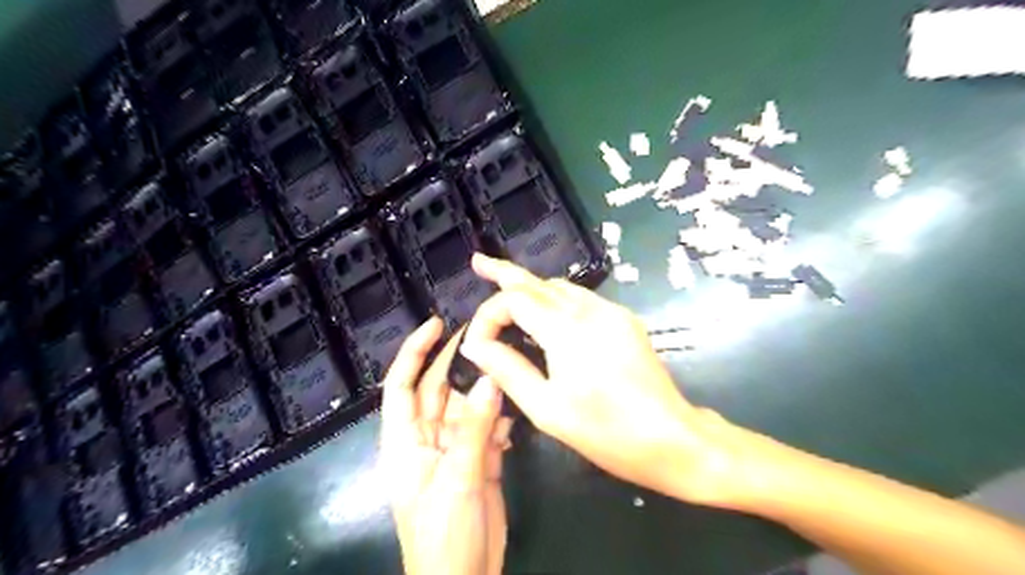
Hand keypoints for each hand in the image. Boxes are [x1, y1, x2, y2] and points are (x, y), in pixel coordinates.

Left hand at [379, 317, 512, 574]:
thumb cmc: (444, 534)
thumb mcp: (457, 478)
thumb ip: (475, 429)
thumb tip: (492, 380)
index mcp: (405, 442)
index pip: (401, 385)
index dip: (415, 352)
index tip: (436, 324)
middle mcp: (427, 439)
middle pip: (439, 390)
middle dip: (457, 362)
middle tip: (484, 333)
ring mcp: (454, 450)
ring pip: (468, 407)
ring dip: (486, 391)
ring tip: (507, 365)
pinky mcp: (478, 461)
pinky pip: (488, 429)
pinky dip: (501, 420)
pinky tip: (515, 414)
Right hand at [461, 256, 741, 506]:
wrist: (671, 437)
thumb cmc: (605, 431)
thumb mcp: (546, 408)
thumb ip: (508, 370)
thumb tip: (477, 346)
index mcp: (566, 330)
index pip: (514, 300)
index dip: (488, 315)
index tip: (477, 344)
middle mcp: (589, 309)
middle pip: (538, 282)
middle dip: (505, 271)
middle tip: (479, 262)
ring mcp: (611, 311)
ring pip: (561, 287)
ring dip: (531, 288)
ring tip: (506, 290)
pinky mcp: (624, 320)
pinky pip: (581, 299)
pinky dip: (555, 300)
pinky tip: (546, 315)